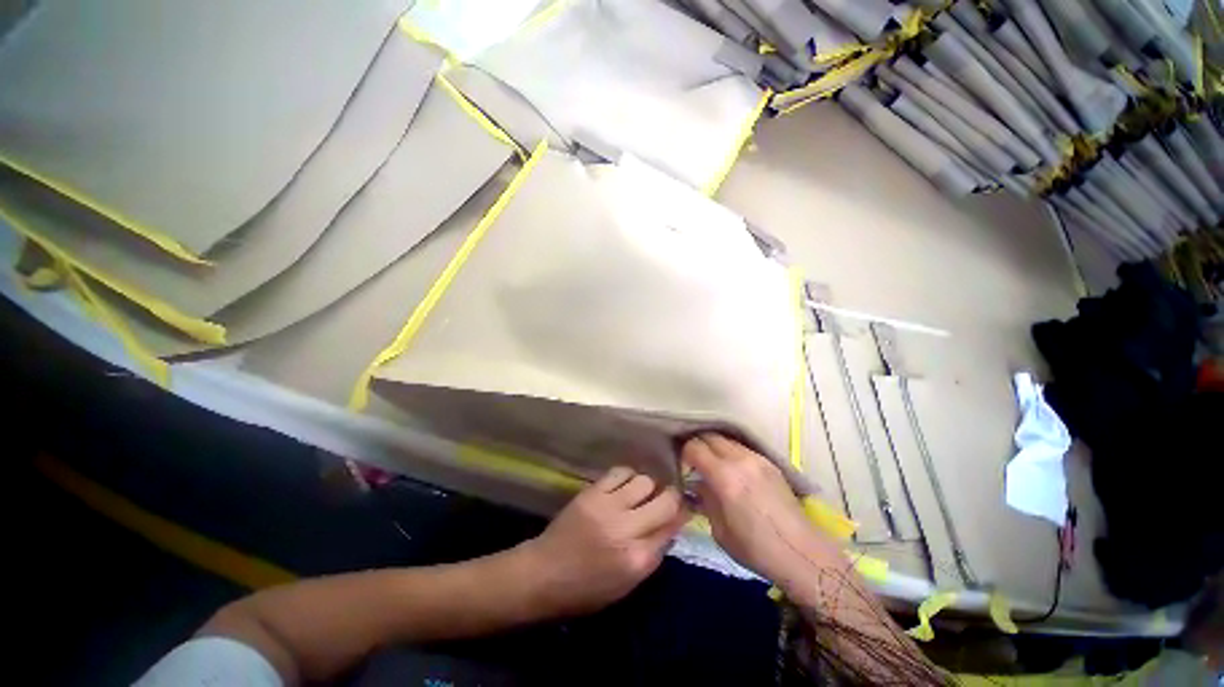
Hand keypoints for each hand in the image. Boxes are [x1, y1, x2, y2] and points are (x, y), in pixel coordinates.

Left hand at [520, 467, 688, 616]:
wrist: (544, 573)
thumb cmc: (586, 589)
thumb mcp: (626, 585)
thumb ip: (653, 555)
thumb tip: (672, 525)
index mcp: (637, 560)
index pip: (673, 528)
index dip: (683, 515)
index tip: (684, 509)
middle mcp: (627, 530)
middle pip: (665, 501)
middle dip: (672, 497)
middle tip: (668, 497)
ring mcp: (608, 507)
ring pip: (645, 481)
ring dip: (650, 485)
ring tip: (643, 492)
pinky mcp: (592, 492)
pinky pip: (621, 472)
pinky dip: (629, 476)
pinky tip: (626, 484)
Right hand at [682, 434, 844, 585]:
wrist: (802, 553)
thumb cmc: (756, 549)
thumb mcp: (720, 531)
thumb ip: (706, 500)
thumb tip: (698, 484)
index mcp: (724, 477)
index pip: (695, 447)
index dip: (684, 453)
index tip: (682, 465)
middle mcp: (740, 460)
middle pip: (710, 436)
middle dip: (698, 444)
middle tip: (693, 460)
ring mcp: (757, 458)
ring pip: (727, 440)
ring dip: (715, 446)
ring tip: (712, 463)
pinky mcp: (770, 463)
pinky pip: (743, 448)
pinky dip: (731, 452)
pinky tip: (732, 468)